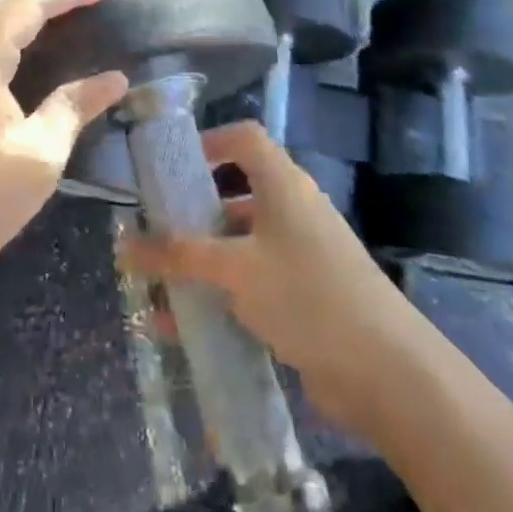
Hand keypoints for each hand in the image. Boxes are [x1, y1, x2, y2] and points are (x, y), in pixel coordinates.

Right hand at [122, 121, 410, 431]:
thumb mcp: (235, 270)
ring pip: (241, 246)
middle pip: (236, 194)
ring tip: (160, 285)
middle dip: (193, 214)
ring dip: (202, 263)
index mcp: (282, 184)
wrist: (389, 373)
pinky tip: (186, 329)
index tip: (172, 167)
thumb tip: (123, 244)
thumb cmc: (307, 295)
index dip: (209, 142)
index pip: (244, 139)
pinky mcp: (306, 298)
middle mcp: (292, 211)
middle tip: (153, 232)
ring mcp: (302, 256)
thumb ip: (178, 256)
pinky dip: (221, 298)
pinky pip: (253, 286)